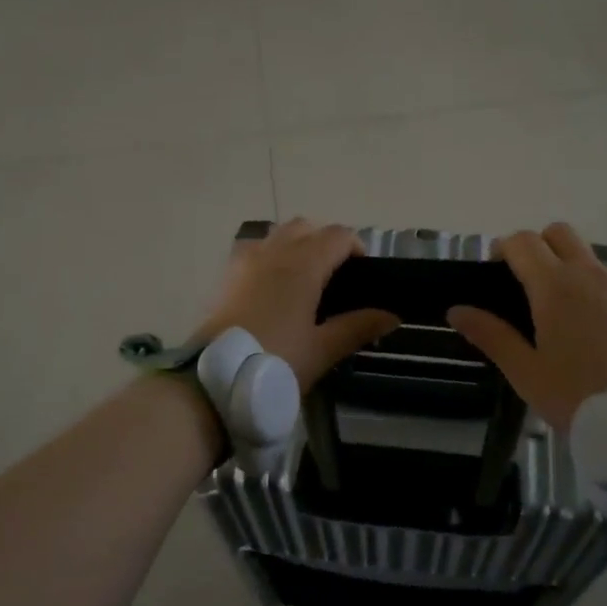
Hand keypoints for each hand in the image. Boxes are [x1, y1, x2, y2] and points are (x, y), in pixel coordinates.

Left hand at [194, 219, 398, 389]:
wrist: (214, 379)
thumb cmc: (276, 361)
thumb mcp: (322, 349)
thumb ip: (358, 327)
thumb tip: (392, 315)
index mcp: (303, 264)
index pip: (338, 235)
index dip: (356, 248)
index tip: (363, 275)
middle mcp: (275, 251)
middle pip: (306, 227)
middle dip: (324, 242)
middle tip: (334, 277)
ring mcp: (246, 260)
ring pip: (278, 234)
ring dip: (295, 245)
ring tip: (303, 281)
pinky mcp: (226, 275)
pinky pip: (255, 250)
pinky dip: (270, 256)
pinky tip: (272, 289)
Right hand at [448, 222, 606, 431]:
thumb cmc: (578, 393)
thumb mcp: (525, 371)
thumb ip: (491, 335)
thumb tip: (457, 310)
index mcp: (554, 286)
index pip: (523, 241)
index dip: (504, 248)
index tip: (495, 273)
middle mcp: (588, 274)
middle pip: (558, 233)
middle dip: (538, 246)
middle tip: (526, 283)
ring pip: (587, 256)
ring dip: (567, 267)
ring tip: (560, 313)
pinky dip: (594, 291)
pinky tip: (593, 331)